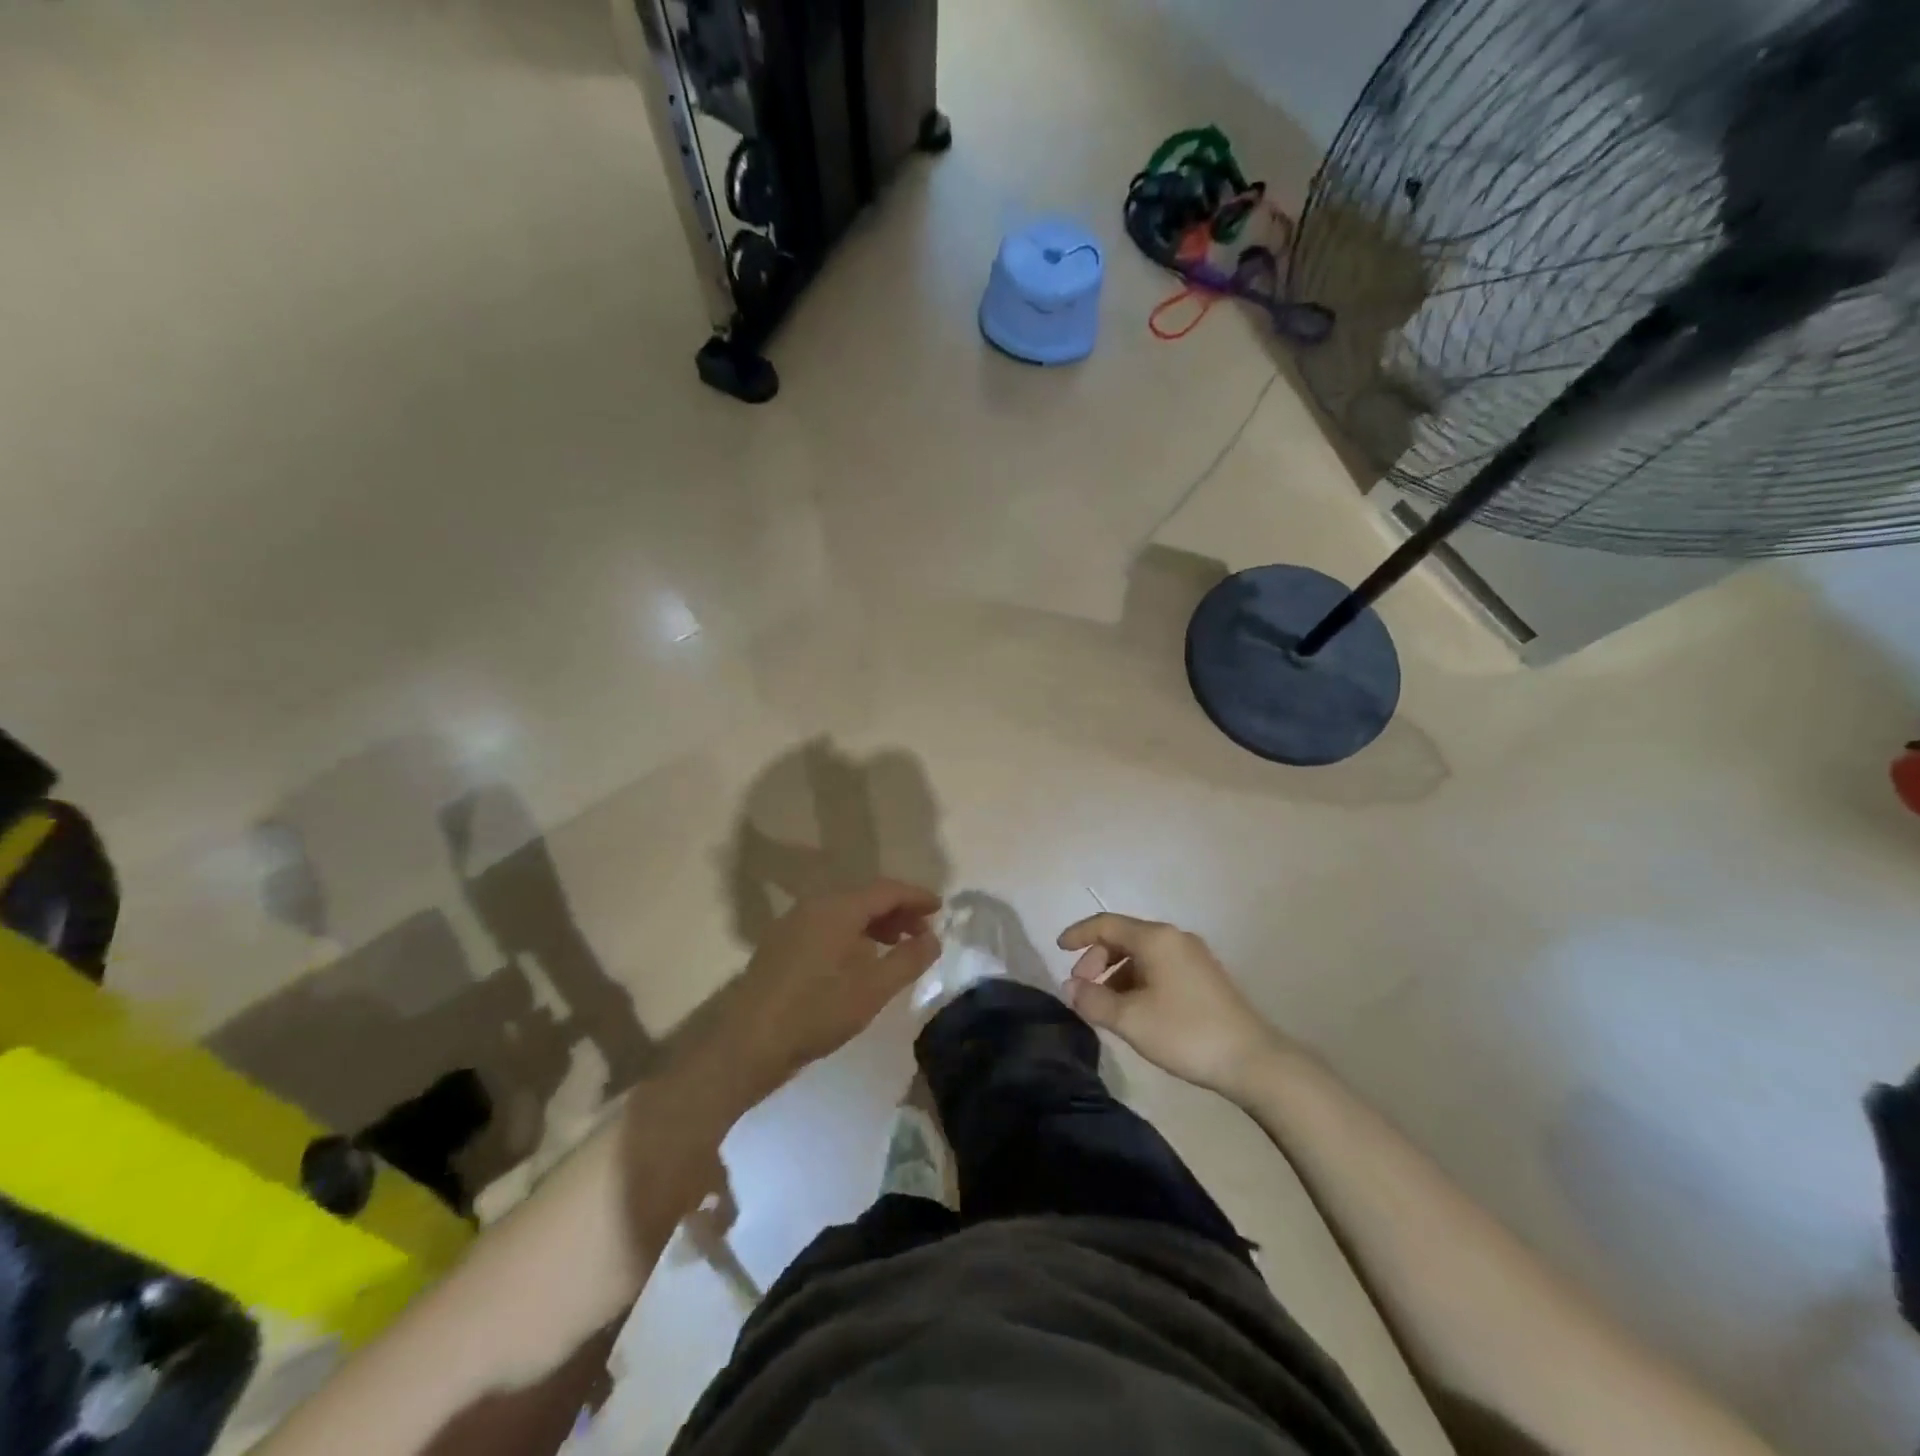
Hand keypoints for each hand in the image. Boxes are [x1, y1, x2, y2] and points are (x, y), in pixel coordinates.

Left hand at [729, 879, 942, 1087]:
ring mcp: (794, 923)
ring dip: (875, 923)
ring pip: (845, 911)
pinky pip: (827, 925)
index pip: (887, 889)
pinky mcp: (782, 944)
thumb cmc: (816, 1011)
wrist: (746, 1043)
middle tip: (923, 932)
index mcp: (838, 907)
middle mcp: (815, 905)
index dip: (916, 896)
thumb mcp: (873, 988)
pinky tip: (860, 960)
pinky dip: (853, 934)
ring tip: (896, 947)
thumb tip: (933, 938)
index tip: (940, 908)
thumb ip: (909, 959)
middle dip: (897, 910)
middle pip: (865, 896)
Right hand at [1057, 913, 1280, 1096]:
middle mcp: (1174, 937)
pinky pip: (1159, 966)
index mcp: (1155, 938)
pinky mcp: (1204, 977)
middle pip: (1124, 937)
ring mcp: (1193, 956)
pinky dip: (1137, 980)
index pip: (1106, 924)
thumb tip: (1070, 988)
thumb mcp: (1130, 1020)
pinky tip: (1135, 1010)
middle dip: (1096, 958)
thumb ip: (1093, 1001)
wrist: (1252, 1060)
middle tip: (1082, 989)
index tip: (1057, 949)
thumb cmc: (1185, 1032)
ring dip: (1116, 973)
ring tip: (1106, 1005)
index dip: (1078, 934)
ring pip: (1142, 954)